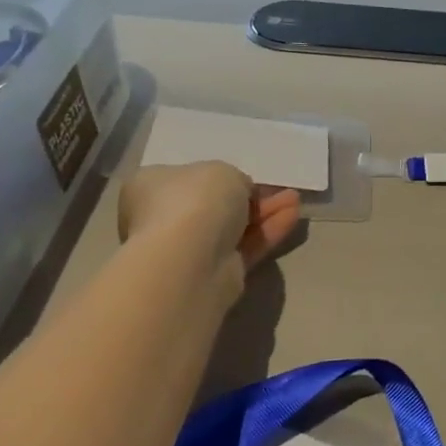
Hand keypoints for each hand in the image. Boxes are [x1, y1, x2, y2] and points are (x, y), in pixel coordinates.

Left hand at [117, 163, 300, 277]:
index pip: (184, 179)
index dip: (217, 177)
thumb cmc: (195, 201)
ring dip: (264, 213)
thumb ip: (232, 180)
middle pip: (213, 206)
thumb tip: (238, 194)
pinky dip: (267, 232)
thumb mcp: (222, 171)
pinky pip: (244, 248)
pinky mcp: (213, 274)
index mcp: (150, 187)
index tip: (246, 177)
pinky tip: (292, 217)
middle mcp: (162, 219)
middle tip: (278, 189)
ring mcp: (187, 251)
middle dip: (249, 197)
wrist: (190, 260)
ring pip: (232, 228)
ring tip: (295, 199)